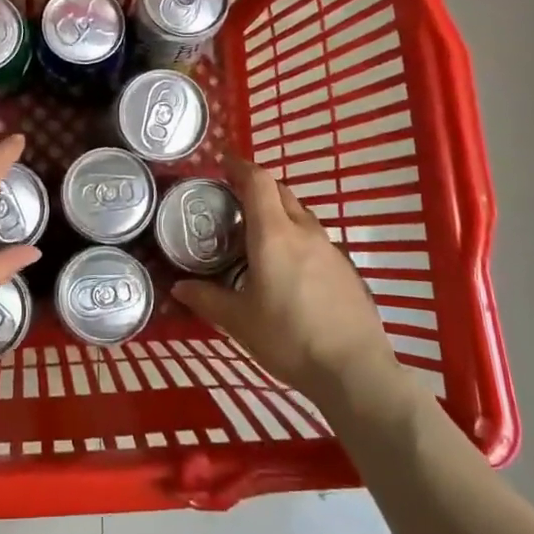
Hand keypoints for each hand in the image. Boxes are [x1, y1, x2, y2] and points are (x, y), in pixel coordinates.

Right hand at [173, 156, 399, 400]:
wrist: (354, 370)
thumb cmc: (289, 338)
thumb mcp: (239, 321)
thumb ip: (207, 299)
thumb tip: (179, 287)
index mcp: (274, 235)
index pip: (258, 181)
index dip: (240, 167)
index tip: (223, 163)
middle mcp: (304, 232)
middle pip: (281, 192)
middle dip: (257, 187)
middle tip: (233, 199)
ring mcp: (330, 249)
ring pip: (300, 215)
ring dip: (278, 212)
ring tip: (257, 233)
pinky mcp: (346, 269)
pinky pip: (315, 238)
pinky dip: (296, 237)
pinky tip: (287, 267)